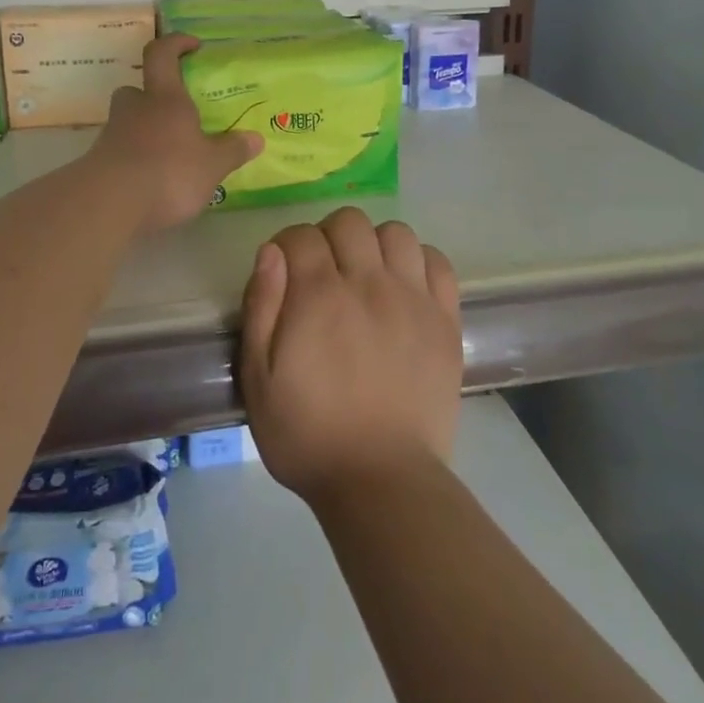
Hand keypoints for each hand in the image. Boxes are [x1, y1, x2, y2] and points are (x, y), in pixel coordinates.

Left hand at [92, 33, 263, 232]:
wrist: (108, 205)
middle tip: (176, 114)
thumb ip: (232, 150)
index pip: (162, 54)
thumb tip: (256, 138)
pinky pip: (121, 151)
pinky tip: (153, 180)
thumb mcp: (211, 165)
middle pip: (138, 90)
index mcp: (165, 98)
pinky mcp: (99, 164)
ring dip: (145, 131)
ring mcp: (112, 135)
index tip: (193, 45)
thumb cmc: (168, 172)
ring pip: (128, 122)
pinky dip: (136, 159)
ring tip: (170, 154)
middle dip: (154, 97)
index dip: (176, 43)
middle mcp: (135, 109)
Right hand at [239, 208, 462, 505]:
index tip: (285, 271)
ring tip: (366, 275)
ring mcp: (413, 299)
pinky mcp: (445, 320)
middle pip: (349, 222)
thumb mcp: (258, 378)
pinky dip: (418, 262)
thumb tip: (271, 251)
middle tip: (324, 272)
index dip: (288, 245)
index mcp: (318, 295)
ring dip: (374, 244)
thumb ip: (261, 307)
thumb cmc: (308, 433)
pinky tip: (404, 286)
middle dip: (328, 236)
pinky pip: (437, 262)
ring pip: (396, 233)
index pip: (302, 235)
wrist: (381, 480)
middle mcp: (368, 283)